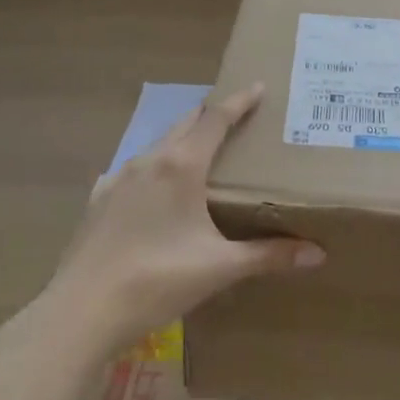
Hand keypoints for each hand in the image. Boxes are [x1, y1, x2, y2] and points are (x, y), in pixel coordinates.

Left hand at [48, 84, 323, 351]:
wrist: (80, 312)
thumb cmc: (157, 280)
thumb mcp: (220, 267)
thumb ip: (269, 256)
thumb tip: (318, 254)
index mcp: (181, 166)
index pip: (216, 119)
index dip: (240, 101)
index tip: (259, 86)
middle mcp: (149, 161)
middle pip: (186, 124)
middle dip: (212, 115)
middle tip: (237, 116)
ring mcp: (118, 179)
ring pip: (158, 145)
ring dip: (182, 139)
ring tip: (201, 152)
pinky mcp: (98, 200)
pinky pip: (133, 170)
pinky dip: (154, 167)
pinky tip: (154, 188)